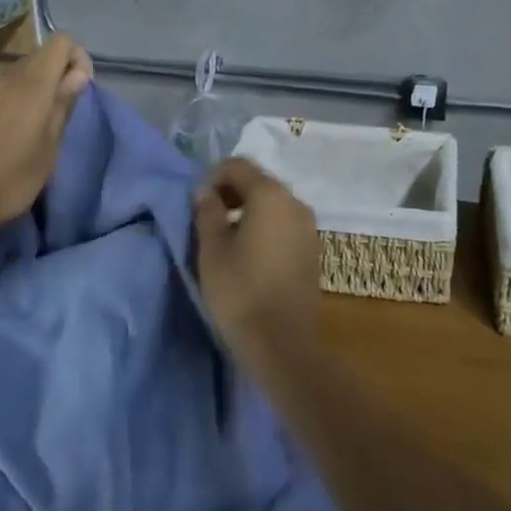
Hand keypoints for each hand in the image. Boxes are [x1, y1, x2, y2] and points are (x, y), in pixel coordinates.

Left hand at [0, 33, 92, 237]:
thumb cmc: (10, 180)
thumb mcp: (48, 148)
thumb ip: (62, 105)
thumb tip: (77, 74)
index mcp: (33, 85)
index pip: (61, 41)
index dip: (77, 58)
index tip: (79, 90)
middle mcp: (7, 79)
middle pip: (40, 56)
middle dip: (58, 73)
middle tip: (62, 112)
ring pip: (19, 75)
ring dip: (36, 90)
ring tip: (38, 128)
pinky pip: (0, 93)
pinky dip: (14, 103)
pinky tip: (9, 137)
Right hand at [193, 158, 322, 360]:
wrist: (282, 344)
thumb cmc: (240, 291)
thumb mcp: (212, 249)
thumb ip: (207, 211)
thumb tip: (205, 191)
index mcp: (270, 195)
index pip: (238, 166)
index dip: (213, 177)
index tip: (197, 204)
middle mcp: (295, 202)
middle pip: (259, 182)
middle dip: (231, 193)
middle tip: (208, 219)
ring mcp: (309, 227)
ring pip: (273, 204)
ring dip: (248, 211)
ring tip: (226, 239)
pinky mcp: (313, 250)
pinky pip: (284, 224)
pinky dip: (265, 227)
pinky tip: (250, 254)